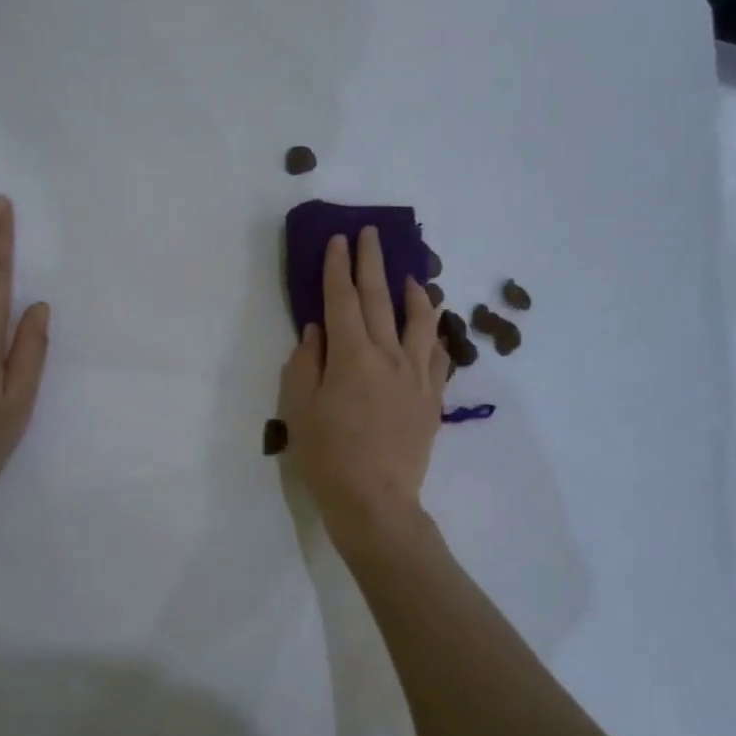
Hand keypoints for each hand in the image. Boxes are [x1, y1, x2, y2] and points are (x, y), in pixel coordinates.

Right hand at [277, 227, 448, 545]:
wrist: (375, 502)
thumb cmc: (327, 457)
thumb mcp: (298, 409)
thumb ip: (306, 363)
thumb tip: (317, 330)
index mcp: (351, 356)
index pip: (342, 299)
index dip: (338, 267)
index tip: (338, 239)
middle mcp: (388, 356)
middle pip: (380, 298)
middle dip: (372, 262)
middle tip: (370, 234)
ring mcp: (416, 375)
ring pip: (419, 321)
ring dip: (413, 292)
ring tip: (410, 275)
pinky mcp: (432, 397)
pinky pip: (438, 355)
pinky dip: (434, 334)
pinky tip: (432, 326)